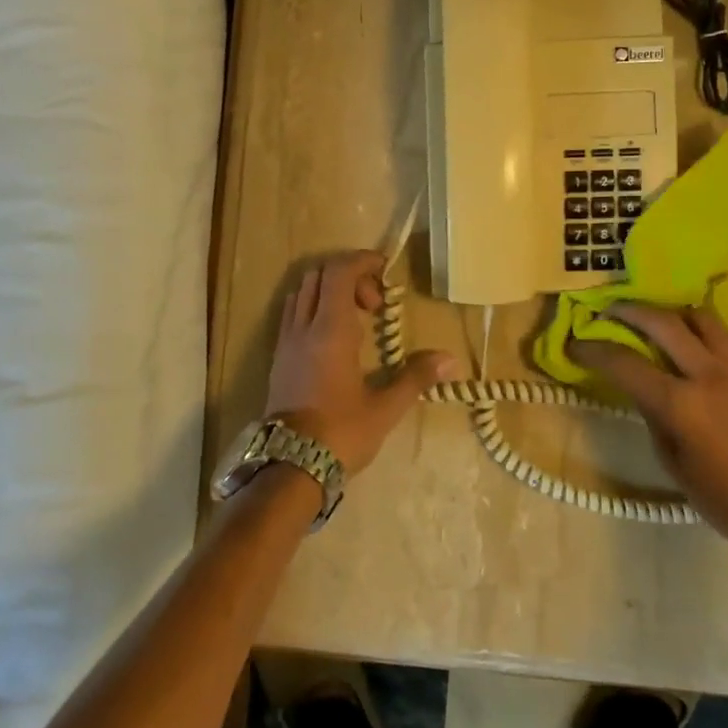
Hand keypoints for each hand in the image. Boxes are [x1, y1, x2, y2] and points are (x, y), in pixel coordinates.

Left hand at [265, 251, 458, 475]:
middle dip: (349, 276)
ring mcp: (286, 340)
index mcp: (330, 330)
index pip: (339, 273)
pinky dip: (313, 307)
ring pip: (302, 292)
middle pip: (319, 275)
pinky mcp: (278, 356)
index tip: (385, 270)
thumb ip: (415, 378)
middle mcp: (303, 327)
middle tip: (374, 304)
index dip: (362, 261)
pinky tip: (332, 335)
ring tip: (355, 317)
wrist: (290, 466)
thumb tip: (449, 360)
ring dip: (328, 290)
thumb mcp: (384, 408)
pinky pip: (293, 312)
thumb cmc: (340, 433)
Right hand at [569, 304, 727, 566]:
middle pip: (663, 323)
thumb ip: (656, 424)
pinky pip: (727, 337)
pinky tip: (696, 341)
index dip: (594, 351)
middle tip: (608, 311)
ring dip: (672, 312)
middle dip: (629, 311)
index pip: (625, 364)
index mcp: (681, 404)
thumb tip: (645, 396)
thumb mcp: (677, 469)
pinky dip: (705, 329)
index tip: (575, 344)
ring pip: (702, 319)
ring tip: (656, 320)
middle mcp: (708, 375)